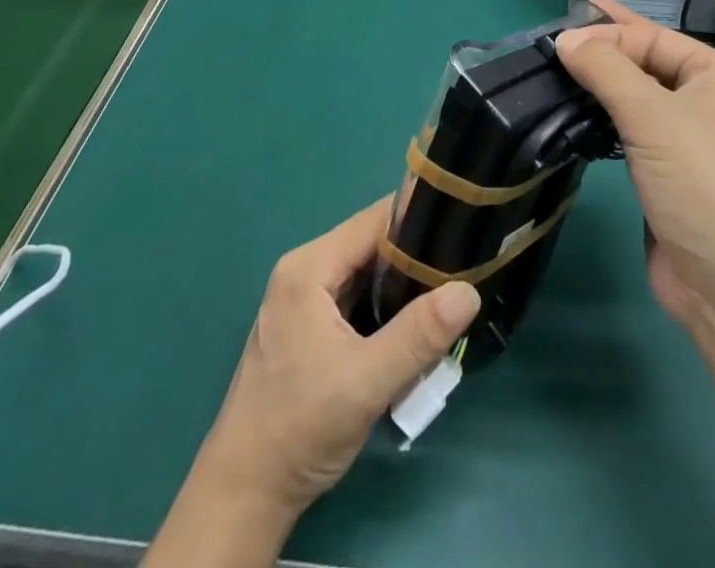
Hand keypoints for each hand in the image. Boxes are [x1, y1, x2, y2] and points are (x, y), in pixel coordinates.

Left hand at [193, 197, 480, 514]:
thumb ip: (419, 334)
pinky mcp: (309, 326)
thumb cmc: (301, 428)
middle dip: (416, 258)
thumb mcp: (367, 381)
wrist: (244, 494)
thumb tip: (469, 291)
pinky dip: (385, 309)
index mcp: (310, 266)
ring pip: (366, 274)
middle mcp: (305, 270)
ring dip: (403, 287)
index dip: (420, 220)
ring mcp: (304, 299)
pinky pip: (356, 299)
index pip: (375, 221)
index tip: (462, 230)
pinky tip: (414, 328)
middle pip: (372, 245)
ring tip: (446, 298)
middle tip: (461, 272)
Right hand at [555, 0, 714, 337]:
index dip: (607, 32)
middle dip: (604, 52)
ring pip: (637, 102)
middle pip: (647, 65)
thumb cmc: (704, 184)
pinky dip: (603, 124)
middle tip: (552, 42)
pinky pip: (631, 137)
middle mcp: (708, 104)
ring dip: (600, 89)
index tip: (557, 33)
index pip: (654, 38)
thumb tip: (566, 39)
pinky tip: (573, 119)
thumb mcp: (654, 116)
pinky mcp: (669, 181)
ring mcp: (690, 145)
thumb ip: (607, 70)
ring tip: (554, 75)